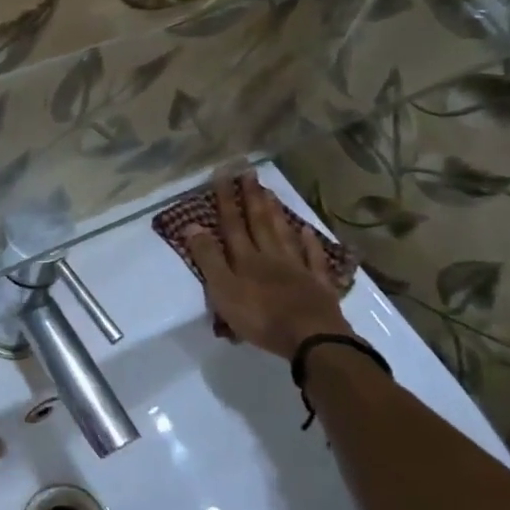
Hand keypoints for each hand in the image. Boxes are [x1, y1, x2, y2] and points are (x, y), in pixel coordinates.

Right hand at [184, 174, 351, 361]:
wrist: (312, 338)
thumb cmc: (261, 317)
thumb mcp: (223, 290)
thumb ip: (208, 258)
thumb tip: (191, 225)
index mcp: (245, 259)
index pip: (232, 224)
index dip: (226, 199)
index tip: (223, 173)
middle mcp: (270, 257)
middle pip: (259, 223)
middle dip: (251, 197)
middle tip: (249, 172)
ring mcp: (297, 269)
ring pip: (284, 235)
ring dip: (276, 213)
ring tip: (270, 192)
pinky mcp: (318, 285)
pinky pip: (313, 259)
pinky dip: (310, 243)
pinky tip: (307, 230)